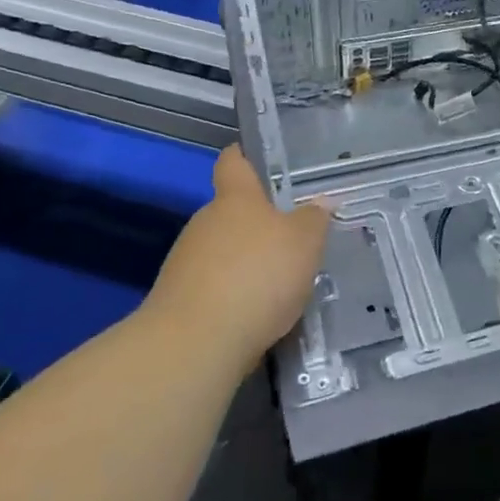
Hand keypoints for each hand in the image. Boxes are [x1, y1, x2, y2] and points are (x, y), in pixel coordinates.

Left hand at [146, 146, 330, 368]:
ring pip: (222, 251)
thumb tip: (321, 202)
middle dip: (258, 224)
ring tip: (279, 285)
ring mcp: (186, 261)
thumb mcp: (304, 243)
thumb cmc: (257, 276)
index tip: (258, 159)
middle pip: (231, 212)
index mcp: (235, 198)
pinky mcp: (178, 300)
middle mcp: (205, 222)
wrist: (195, 343)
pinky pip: (213, 287)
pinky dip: (234, 295)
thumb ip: (314, 220)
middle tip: (292, 239)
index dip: (244, 157)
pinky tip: (256, 315)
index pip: (233, 162)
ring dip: (246, 262)